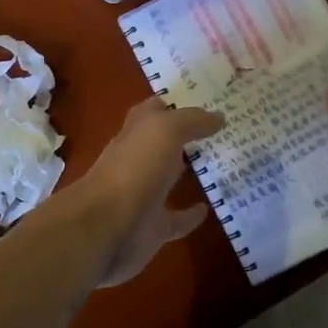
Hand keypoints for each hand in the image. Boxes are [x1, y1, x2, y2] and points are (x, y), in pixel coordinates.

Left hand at [70, 98, 223, 288]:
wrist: (106, 228)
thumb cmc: (134, 169)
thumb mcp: (164, 131)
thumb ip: (191, 121)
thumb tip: (218, 116)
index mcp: (135, 133)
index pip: (152, 111)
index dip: (173, 104)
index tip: (203, 100)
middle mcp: (136, 160)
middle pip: (160, 144)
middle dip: (182, 136)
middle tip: (218, 130)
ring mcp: (142, 195)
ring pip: (167, 179)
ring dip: (187, 173)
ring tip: (220, 164)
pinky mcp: (151, 227)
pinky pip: (175, 219)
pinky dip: (190, 215)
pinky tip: (208, 208)